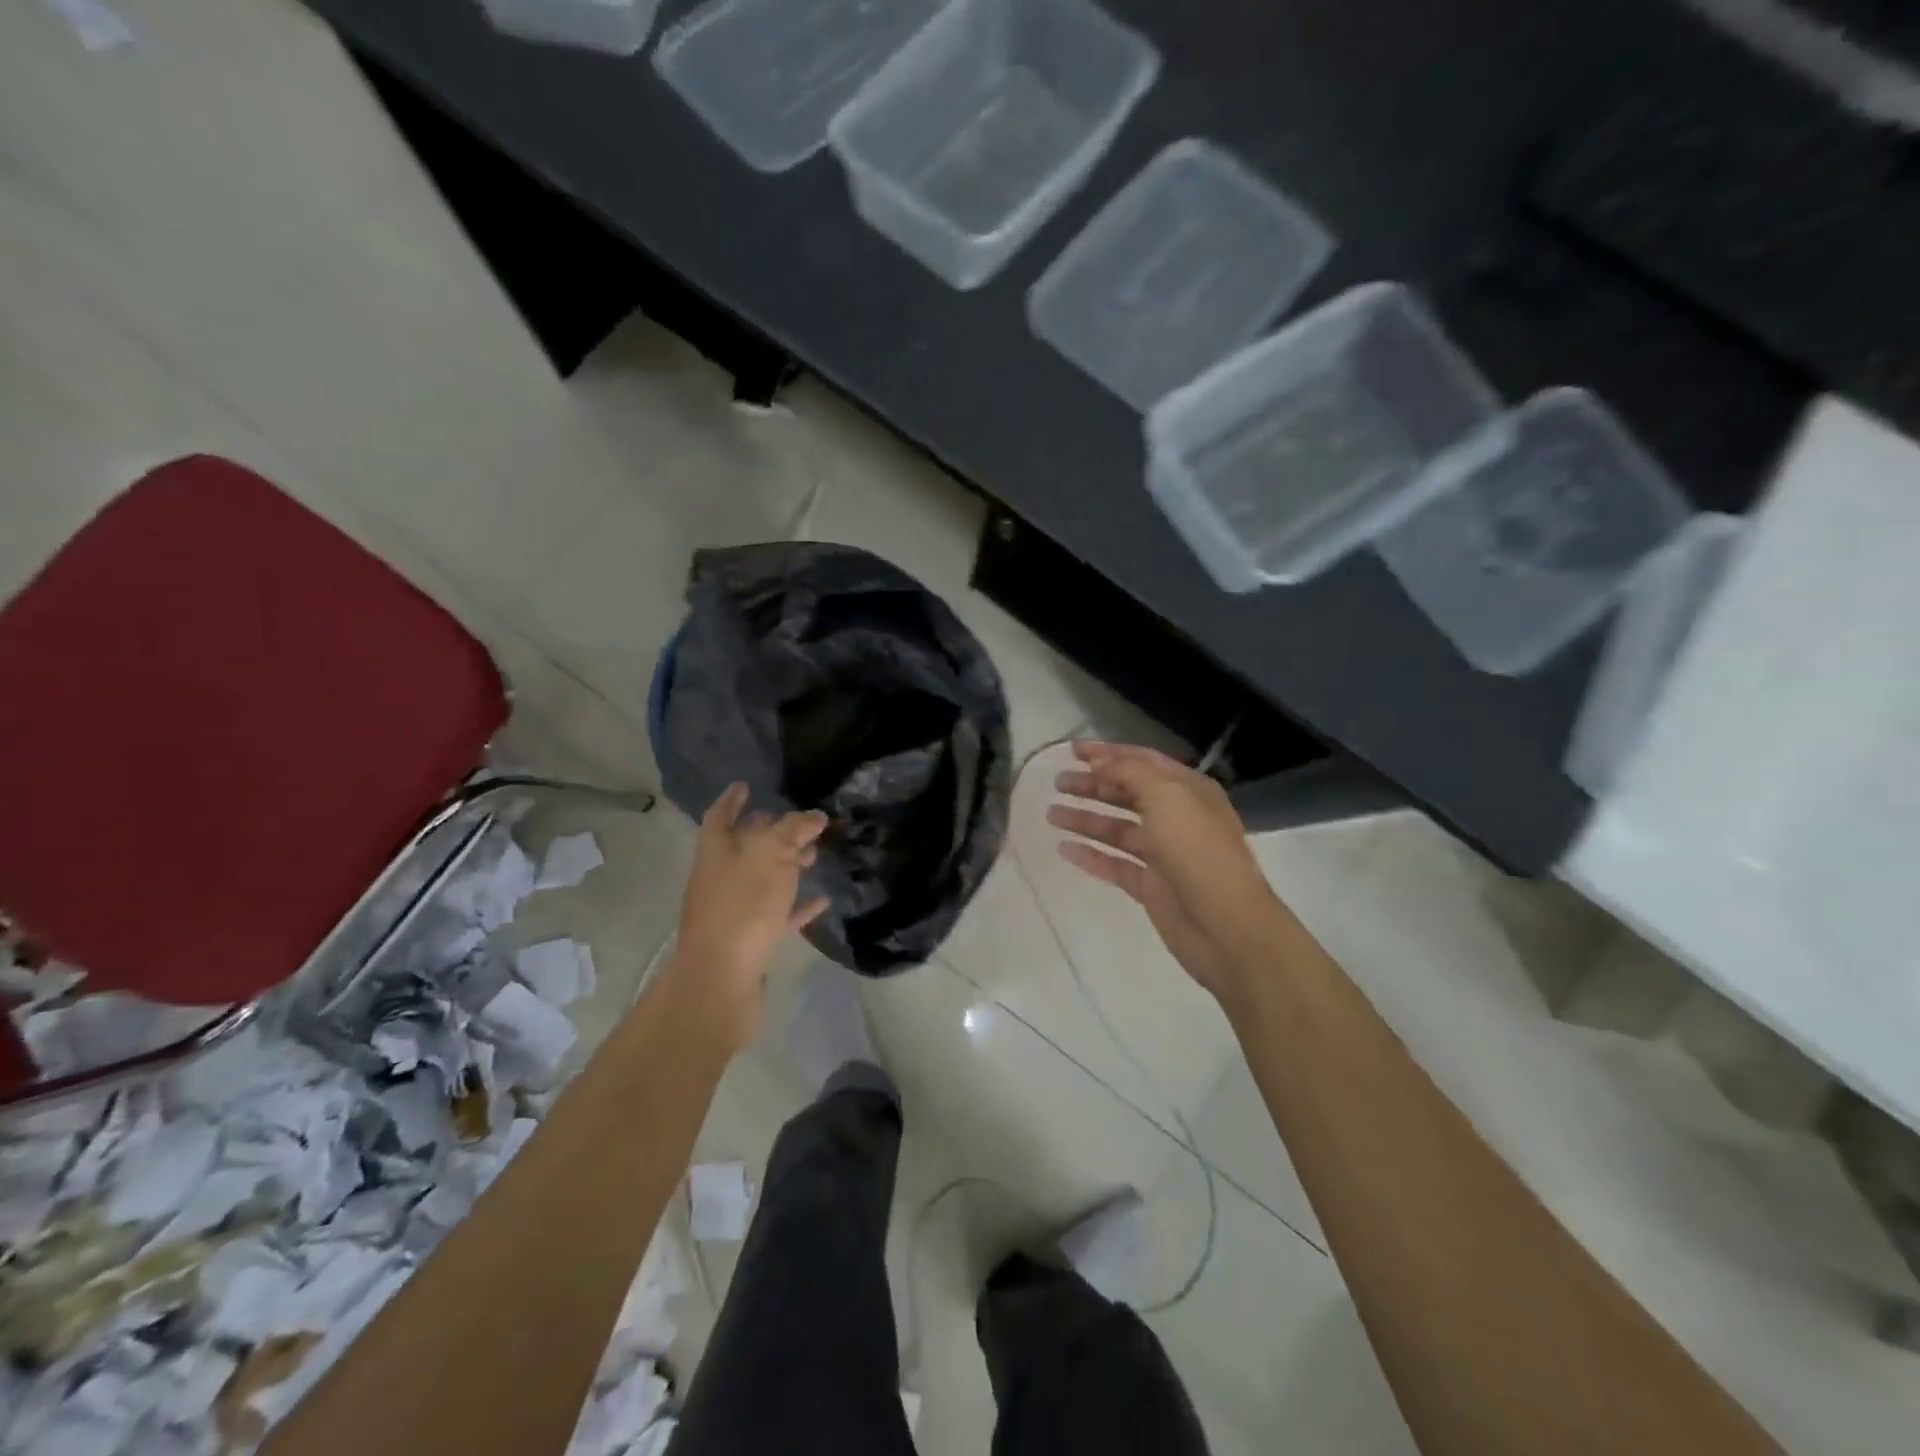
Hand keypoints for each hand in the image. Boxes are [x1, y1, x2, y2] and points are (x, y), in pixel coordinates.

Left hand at [667, 783, 829, 1048]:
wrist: (721, 980)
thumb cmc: (742, 907)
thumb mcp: (771, 856)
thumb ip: (793, 831)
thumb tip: (814, 815)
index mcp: (716, 852)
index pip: (721, 815)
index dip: (733, 799)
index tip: (746, 785)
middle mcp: (719, 878)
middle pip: (744, 847)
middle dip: (769, 832)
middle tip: (798, 822)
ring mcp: (732, 912)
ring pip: (762, 880)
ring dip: (787, 866)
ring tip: (815, 855)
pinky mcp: (749, 941)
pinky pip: (776, 914)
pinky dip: (796, 905)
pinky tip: (822, 901)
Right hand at [1048, 742, 1289, 1004]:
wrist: (1226, 926)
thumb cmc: (1198, 852)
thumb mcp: (1166, 797)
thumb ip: (1129, 772)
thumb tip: (1099, 761)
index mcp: (1188, 790)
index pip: (1142, 761)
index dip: (1107, 753)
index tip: (1071, 751)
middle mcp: (1176, 817)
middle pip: (1127, 793)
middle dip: (1093, 785)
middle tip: (1057, 783)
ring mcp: (1163, 853)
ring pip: (1117, 829)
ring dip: (1086, 819)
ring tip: (1051, 814)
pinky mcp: (1151, 885)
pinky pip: (1115, 864)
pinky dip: (1091, 855)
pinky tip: (1064, 849)